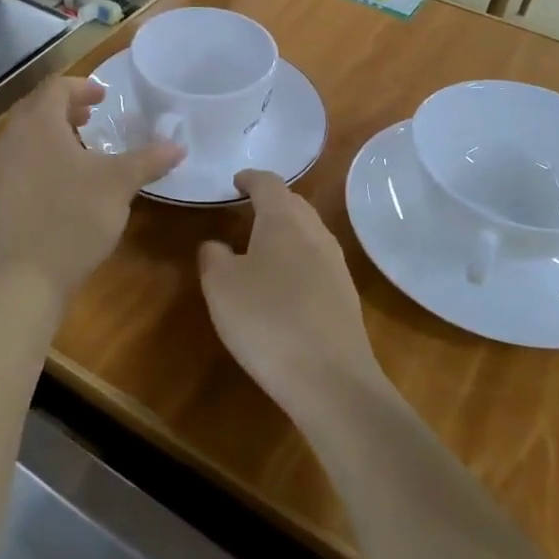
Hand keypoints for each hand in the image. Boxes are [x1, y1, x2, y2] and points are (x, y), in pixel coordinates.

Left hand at [0, 76, 182, 301]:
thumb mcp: (118, 185)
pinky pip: (21, 160)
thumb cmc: (72, 218)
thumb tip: (179, 146)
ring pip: (27, 135)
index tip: (104, 97)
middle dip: (66, 107)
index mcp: (38, 125)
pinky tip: (66, 181)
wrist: (24, 278)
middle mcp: (13, 139)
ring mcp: (1, 169)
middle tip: (93, 116)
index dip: (81, 86)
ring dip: (54, 132)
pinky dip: (43, 155)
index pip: (55, 87)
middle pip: (36, 107)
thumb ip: (149, 160)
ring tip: (82, 146)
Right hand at [198, 170, 383, 419]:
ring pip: (308, 232)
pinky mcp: (346, 295)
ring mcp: (336, 264)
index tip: (236, 181)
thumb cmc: (266, 320)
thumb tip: (217, 245)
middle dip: (271, 202)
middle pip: (294, 204)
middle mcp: (315, 233)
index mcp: (284, 220)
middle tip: (246, 210)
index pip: (268, 183)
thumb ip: (213, 256)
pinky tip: (284, 284)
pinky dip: (298, 259)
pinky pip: (317, 261)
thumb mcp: (221, 286)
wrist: (330, 379)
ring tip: (262, 246)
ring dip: (286, 231)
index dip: (250, 178)